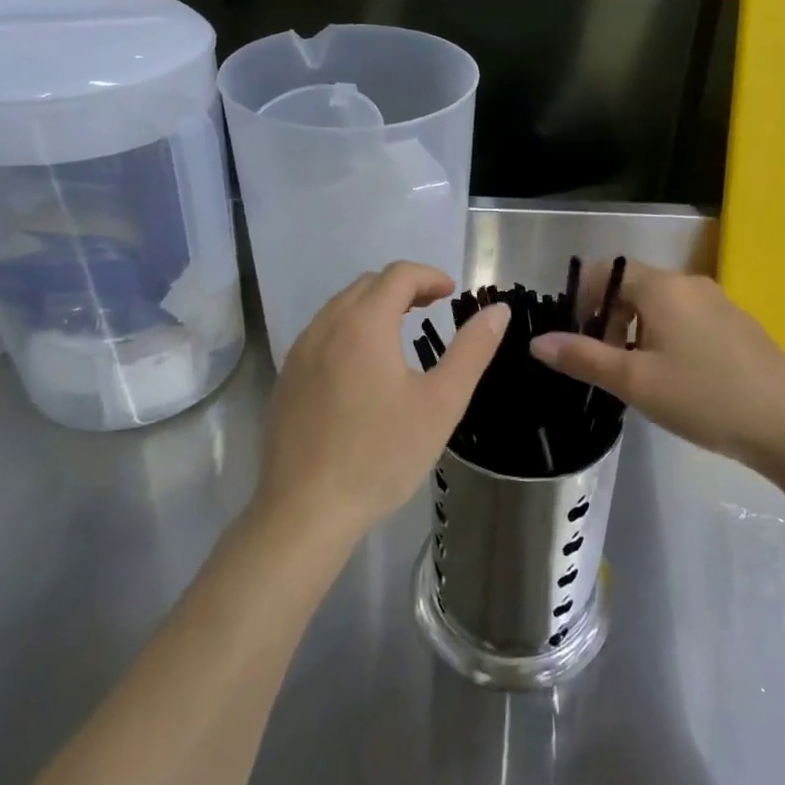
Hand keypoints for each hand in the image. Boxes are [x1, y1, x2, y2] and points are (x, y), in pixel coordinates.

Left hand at [258, 262, 509, 547]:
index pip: (399, 274)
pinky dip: (349, 329)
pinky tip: (362, 368)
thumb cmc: (382, 455)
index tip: (452, 294)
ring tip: (400, 333)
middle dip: (403, 287)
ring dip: (373, 306)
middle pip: (367, 284)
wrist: (306, 510)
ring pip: (340, 307)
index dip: (430, 276)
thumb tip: (498, 310)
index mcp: (364, 324)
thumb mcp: (441, 403)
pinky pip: (321, 334)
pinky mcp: (287, 378)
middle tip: (432, 309)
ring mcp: (300, 352)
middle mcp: (326, 326)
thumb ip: (472, 350)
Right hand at [530, 262, 784, 467]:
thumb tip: (537, 341)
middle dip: (610, 319)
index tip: (578, 337)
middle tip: (606, 365)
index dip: (585, 298)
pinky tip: (678, 379)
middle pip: (634, 287)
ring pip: (662, 305)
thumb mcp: (635, 382)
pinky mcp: (738, 324)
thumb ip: (583, 357)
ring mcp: (720, 302)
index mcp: (663, 287)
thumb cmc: (703, 398)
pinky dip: (668, 336)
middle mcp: (691, 283)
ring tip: (639, 377)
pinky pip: (689, 318)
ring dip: (638, 331)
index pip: (609, 271)